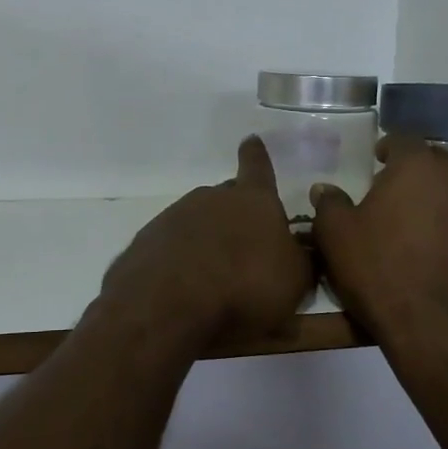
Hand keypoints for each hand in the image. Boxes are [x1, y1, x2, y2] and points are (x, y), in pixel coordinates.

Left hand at [98, 137, 314, 346]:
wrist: (168, 308)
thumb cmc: (245, 287)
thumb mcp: (294, 280)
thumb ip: (301, 259)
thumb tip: (301, 248)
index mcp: (253, 200)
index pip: (258, 166)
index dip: (257, 156)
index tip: (251, 140)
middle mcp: (211, 198)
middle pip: (227, 197)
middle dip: (236, 213)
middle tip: (244, 242)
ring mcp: (174, 216)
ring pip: (197, 220)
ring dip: (207, 239)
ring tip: (214, 274)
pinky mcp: (146, 241)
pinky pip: (171, 245)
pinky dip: (180, 258)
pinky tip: (184, 285)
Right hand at [310, 135, 447, 358]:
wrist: (436, 327)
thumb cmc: (380, 270)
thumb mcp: (337, 236)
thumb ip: (329, 204)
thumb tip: (324, 189)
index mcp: (418, 165)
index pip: (402, 140)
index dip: (387, 148)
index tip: (376, 160)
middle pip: (434, 161)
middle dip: (414, 170)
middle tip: (391, 190)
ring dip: (436, 195)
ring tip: (414, 218)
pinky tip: (434, 243)